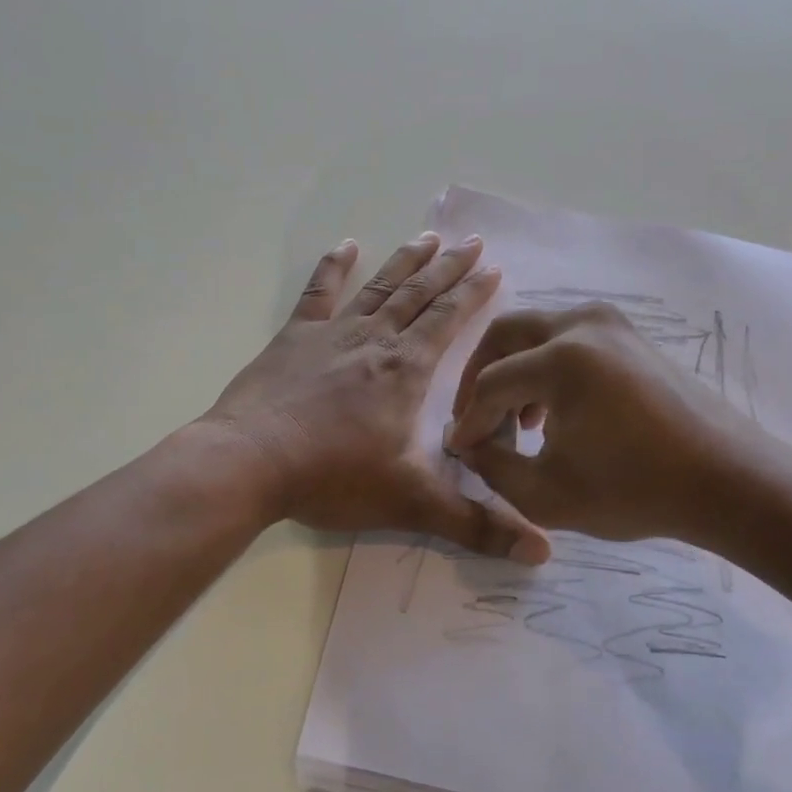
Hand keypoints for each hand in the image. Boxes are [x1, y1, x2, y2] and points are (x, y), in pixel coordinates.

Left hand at [202, 233, 548, 561]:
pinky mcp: (293, 339)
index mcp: (406, 371)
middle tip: (472, 242)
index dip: (473, 295)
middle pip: (419, 295)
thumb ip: (476, 526)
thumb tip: (542, 554)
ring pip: (378, 288)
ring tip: (429, 237)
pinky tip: (345, 245)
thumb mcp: (411, 504)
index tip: (494, 268)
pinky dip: (333, 268)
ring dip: (405, 261)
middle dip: (449, 269)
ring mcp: (331, 335)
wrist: (249, 464)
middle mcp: (375, 342)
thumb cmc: (332, 478)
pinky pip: (317, 295)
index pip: (448, 322)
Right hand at [442, 302, 750, 543]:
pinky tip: (553, 413)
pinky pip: (571, 339)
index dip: (469, 421)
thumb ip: (493, 467)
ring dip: (514, 371)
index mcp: (562, 358)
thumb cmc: (636, 491)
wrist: (727, 481)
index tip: (459, 451)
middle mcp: (584, 324)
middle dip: (479, 377)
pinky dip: (547, 367)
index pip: (490, 383)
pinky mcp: (631, 336)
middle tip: (473, 419)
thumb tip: (471, 444)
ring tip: (515, 423)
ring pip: (538, 333)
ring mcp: (613, 324)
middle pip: (506, 334)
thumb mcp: (546, 494)